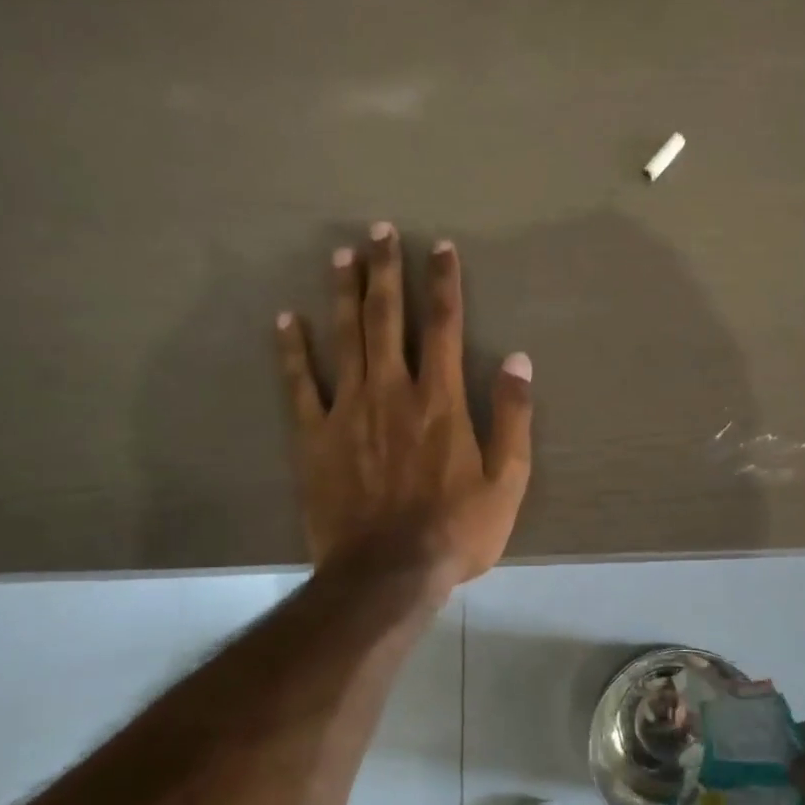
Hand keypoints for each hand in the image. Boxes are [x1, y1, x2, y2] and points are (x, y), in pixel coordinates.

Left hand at [276, 222, 531, 588]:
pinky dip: (291, 351)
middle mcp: (393, 391)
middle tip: (379, 230)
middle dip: (386, 271)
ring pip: (344, 338)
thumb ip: (513, 417)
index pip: (445, 326)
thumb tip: (519, 360)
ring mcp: (348, 411)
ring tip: (341, 256)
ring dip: (343, 294)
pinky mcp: (314, 437)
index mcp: (441, 400)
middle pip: (388, 319)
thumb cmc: (457, 530)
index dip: (444, 283)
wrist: (389, 573)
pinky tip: (285, 320)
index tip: (440, 247)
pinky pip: (299, 385)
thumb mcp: (507, 481)